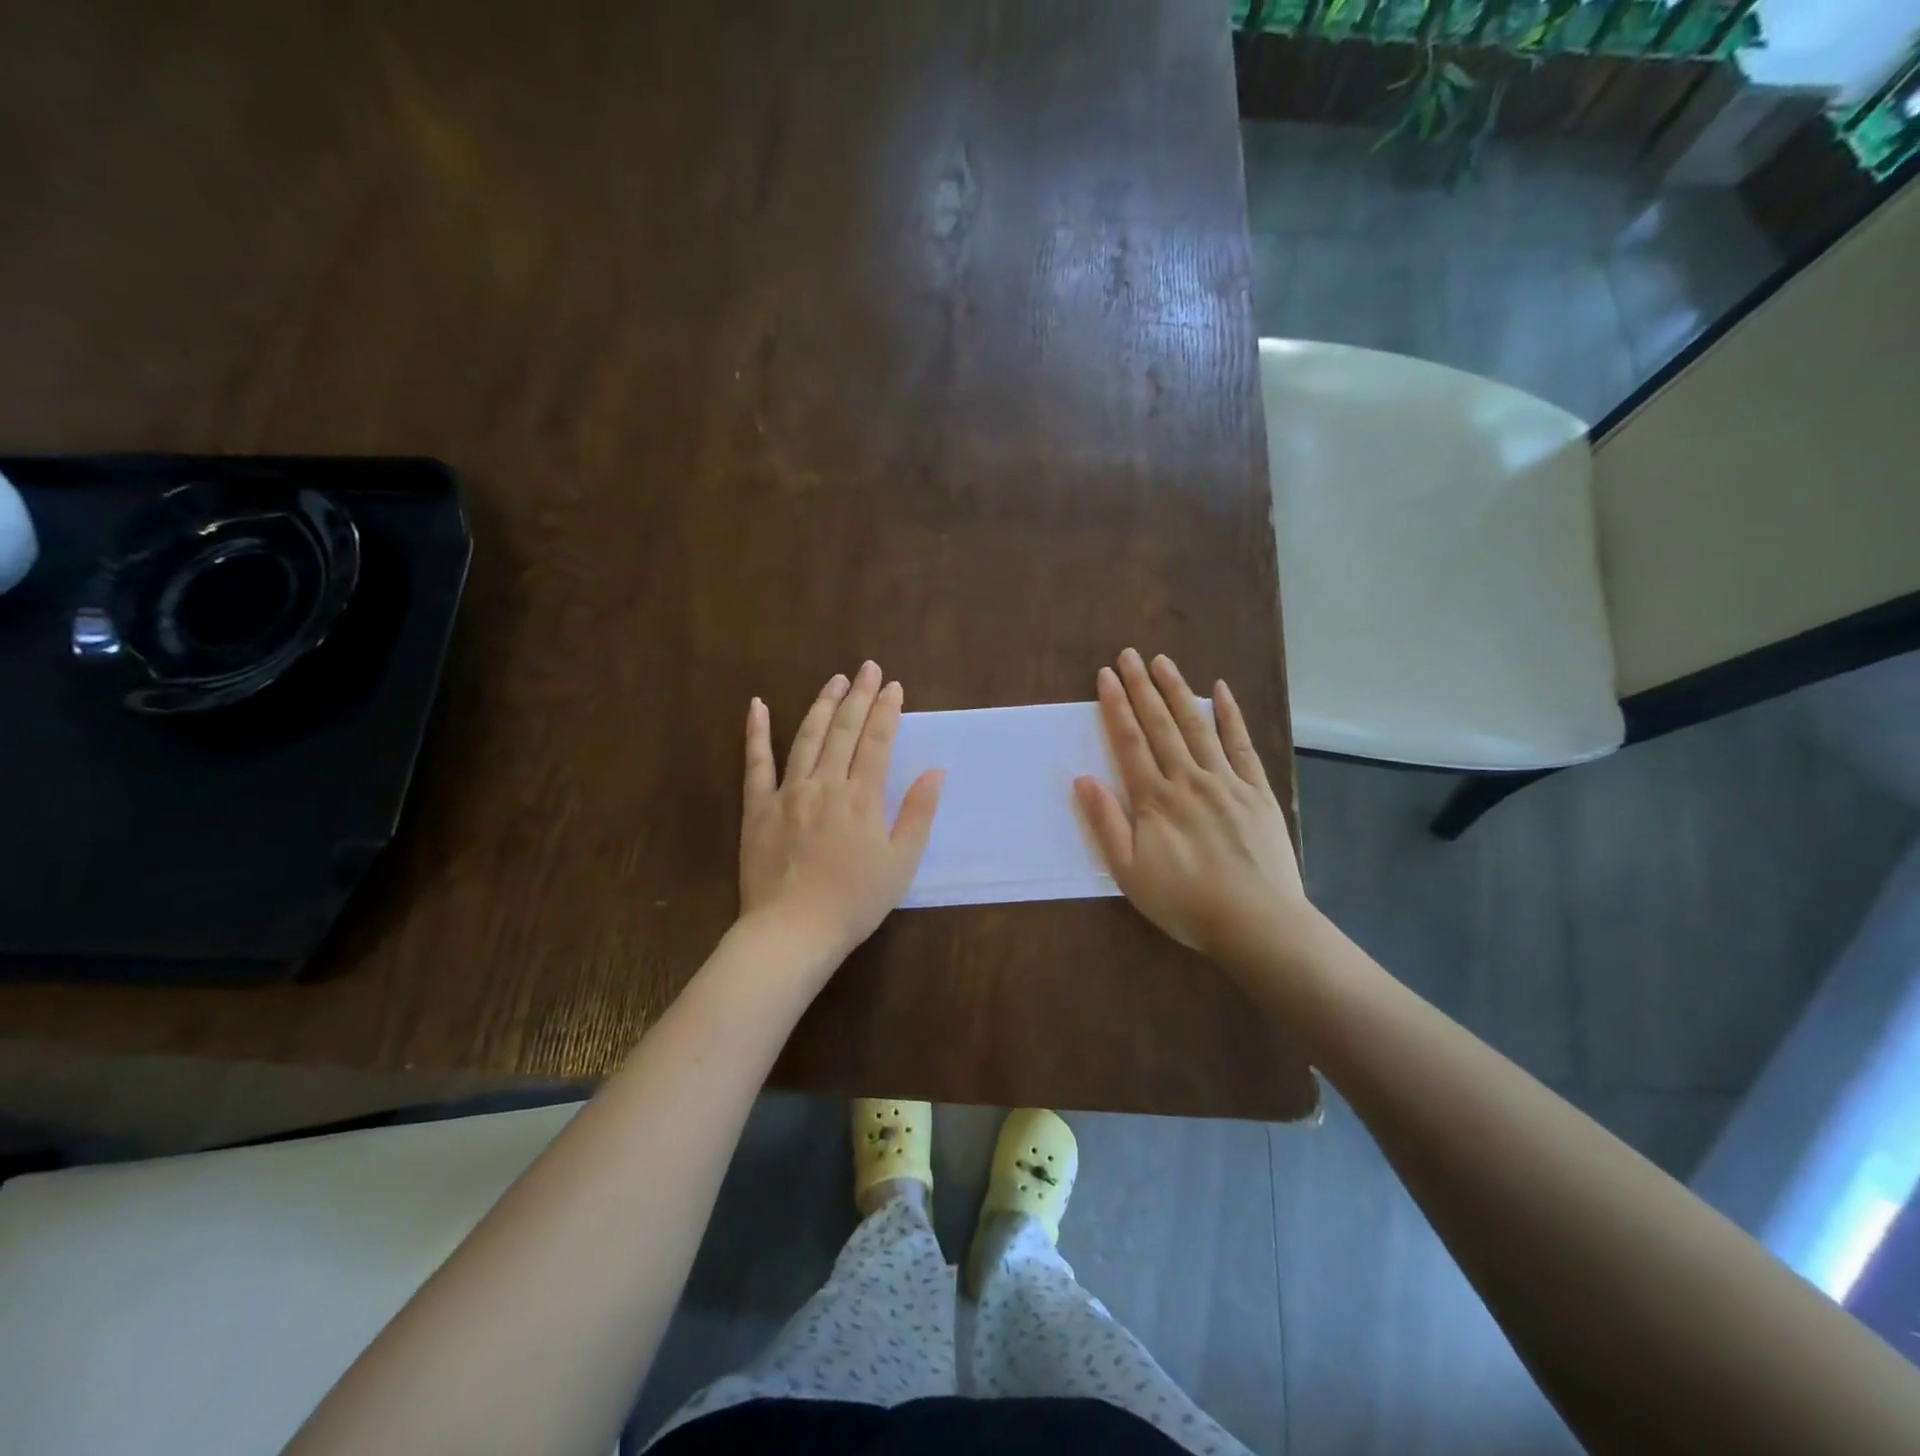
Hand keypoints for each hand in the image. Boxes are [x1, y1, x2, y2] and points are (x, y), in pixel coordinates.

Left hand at [740, 661, 943, 972]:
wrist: (793, 931)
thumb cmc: (855, 901)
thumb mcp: (901, 862)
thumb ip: (918, 813)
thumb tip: (935, 771)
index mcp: (862, 797)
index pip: (878, 741)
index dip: (888, 711)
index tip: (895, 686)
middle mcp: (825, 784)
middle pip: (844, 730)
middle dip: (860, 696)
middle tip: (868, 667)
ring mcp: (788, 792)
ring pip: (806, 737)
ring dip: (822, 704)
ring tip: (835, 680)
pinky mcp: (758, 807)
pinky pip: (756, 763)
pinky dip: (756, 732)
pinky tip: (757, 705)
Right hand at [1074, 649, 1306, 964]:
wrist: (1256, 922)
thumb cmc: (1184, 902)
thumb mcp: (1129, 872)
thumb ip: (1106, 823)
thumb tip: (1083, 779)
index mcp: (1155, 799)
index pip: (1130, 742)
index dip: (1116, 707)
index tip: (1105, 676)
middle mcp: (1188, 779)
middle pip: (1161, 725)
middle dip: (1142, 687)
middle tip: (1129, 655)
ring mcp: (1226, 781)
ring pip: (1197, 726)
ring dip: (1178, 691)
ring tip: (1164, 662)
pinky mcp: (1256, 791)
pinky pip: (1241, 745)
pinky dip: (1230, 716)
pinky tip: (1221, 691)